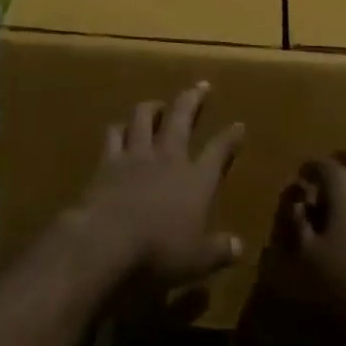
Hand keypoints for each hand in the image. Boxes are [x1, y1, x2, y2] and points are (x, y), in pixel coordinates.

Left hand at [74, 83, 244, 289]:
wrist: (106, 241)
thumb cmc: (159, 252)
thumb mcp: (197, 260)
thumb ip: (219, 250)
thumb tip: (239, 246)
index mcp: (197, 179)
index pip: (218, 150)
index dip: (230, 137)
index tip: (238, 125)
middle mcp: (168, 158)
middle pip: (182, 117)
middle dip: (193, 99)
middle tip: (201, 85)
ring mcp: (135, 155)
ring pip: (143, 117)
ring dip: (152, 106)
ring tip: (157, 103)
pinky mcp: (106, 162)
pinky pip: (113, 135)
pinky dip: (118, 129)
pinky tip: (118, 128)